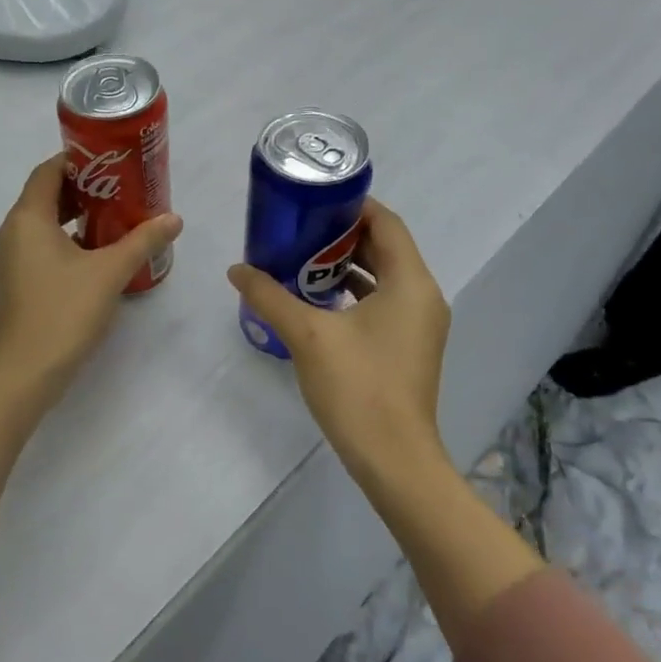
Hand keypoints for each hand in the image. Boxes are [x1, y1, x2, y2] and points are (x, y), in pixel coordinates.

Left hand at [0, 156, 181, 490]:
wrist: (24, 373)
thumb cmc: (63, 312)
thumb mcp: (109, 272)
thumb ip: (142, 241)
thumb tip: (173, 218)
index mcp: (28, 218)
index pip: (49, 170)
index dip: (78, 159)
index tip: (112, 158)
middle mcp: (14, 231)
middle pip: (47, 194)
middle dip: (84, 187)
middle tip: (123, 185)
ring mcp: (13, 258)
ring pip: (45, 222)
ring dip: (78, 214)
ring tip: (118, 213)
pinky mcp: (19, 281)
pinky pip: (44, 245)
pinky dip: (69, 238)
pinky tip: (100, 251)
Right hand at [228, 198, 451, 490]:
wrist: (393, 459)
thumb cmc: (358, 387)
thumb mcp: (307, 334)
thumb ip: (270, 296)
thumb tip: (237, 270)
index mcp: (410, 282)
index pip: (386, 223)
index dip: (352, 206)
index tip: (312, 201)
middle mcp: (423, 296)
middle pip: (386, 247)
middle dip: (342, 235)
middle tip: (298, 229)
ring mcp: (419, 324)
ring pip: (384, 277)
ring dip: (346, 265)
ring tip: (301, 260)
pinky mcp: (409, 346)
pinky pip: (384, 302)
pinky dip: (354, 293)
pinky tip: (317, 300)